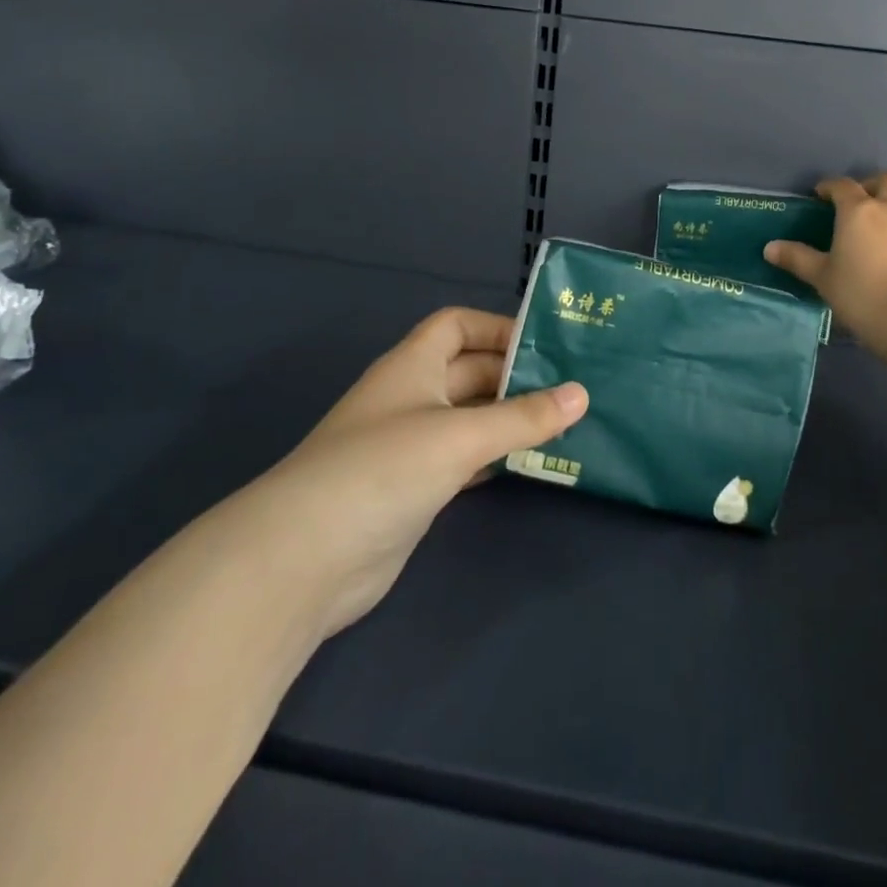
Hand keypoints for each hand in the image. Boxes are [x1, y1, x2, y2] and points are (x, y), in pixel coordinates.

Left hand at [228, 308, 586, 639]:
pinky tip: (531, 464)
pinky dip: (496, 457)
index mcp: (413, 366)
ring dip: (511, 419)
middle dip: (517, 376)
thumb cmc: (383, 470)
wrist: (303, 560)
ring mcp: (410, 446)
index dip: (498, 327)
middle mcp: (412, 398)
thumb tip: (582, 394)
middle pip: (471, 372)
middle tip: (574, 387)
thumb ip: (524, 417)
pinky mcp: (414, 490)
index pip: (457, 325)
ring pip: (471, 418)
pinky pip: (465, 459)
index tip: (546, 345)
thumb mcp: (460, 435)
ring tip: (566, 423)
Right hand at [764, 171, 886, 349]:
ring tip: (867, 232)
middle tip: (854, 204)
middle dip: (871, 184)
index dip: (829, 187)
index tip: (818, 197)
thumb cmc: (860, 292)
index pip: (843, 185)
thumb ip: (797, 258)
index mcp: (860, 210)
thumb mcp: (822, 277)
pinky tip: (883, 255)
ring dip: (886, 208)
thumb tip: (770, 247)